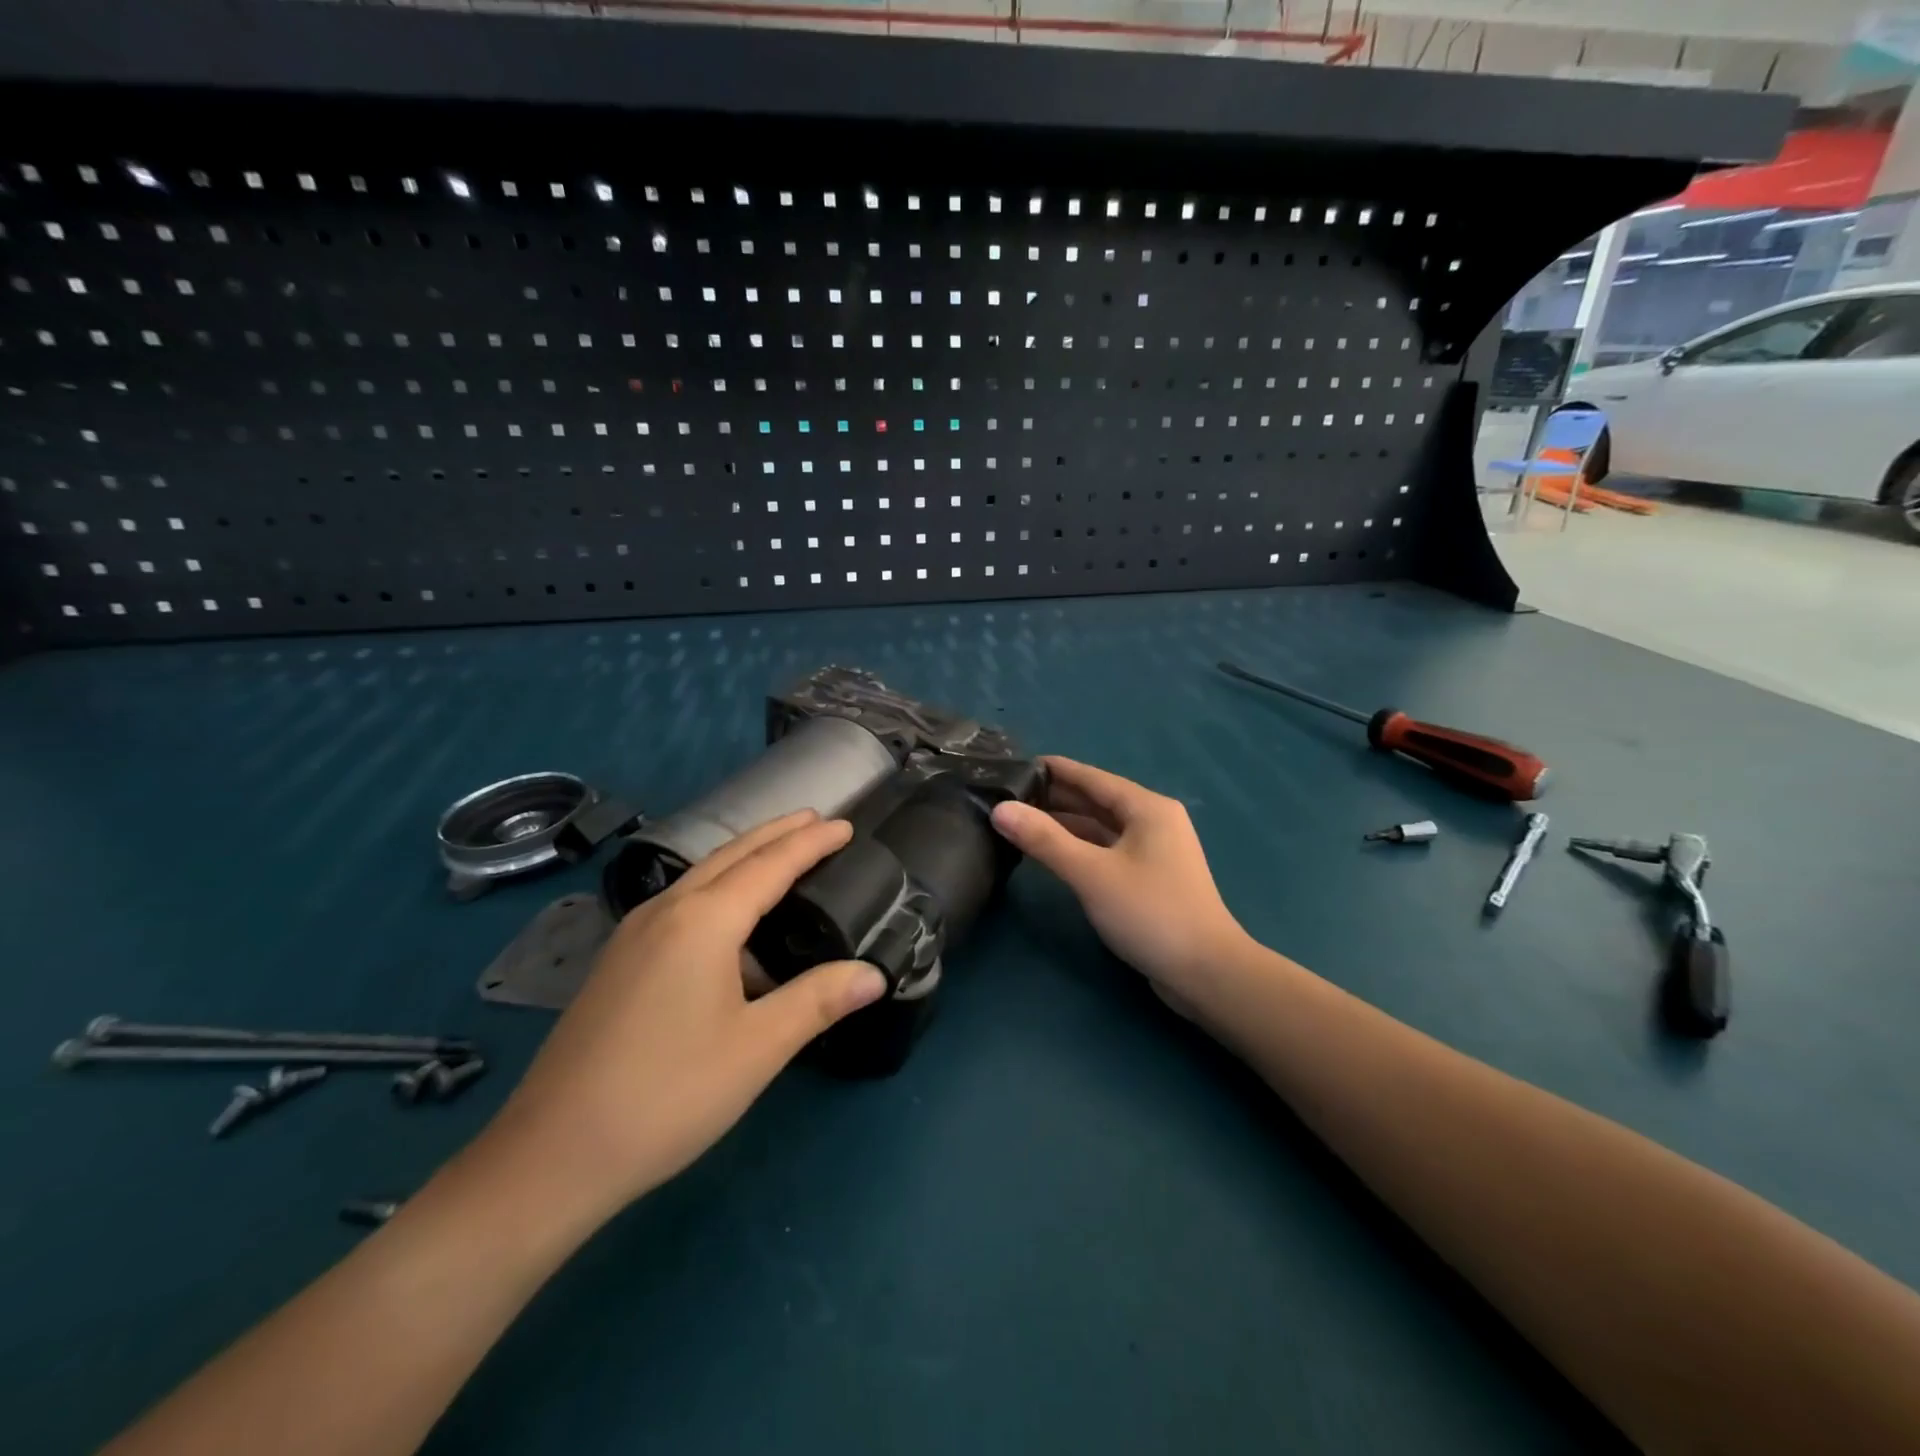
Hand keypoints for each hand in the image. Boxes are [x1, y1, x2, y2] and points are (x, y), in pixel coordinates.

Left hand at [483, 811, 887, 1218]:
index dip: (811, 843)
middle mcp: (665, 911)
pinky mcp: (618, 961)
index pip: (770, 865)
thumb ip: (818, 1001)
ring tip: (780, 855)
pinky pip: (681, 901)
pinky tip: (727, 919)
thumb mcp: (757, 1048)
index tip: (845, 825)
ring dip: (745, 857)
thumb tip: (874, 974)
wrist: (552, 1154)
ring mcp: (633, 934)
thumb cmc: (667, 1094)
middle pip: (731, 855)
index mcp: (703, 921)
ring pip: (701, 875)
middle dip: (777, 834)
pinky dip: (718, 887)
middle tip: (816, 821)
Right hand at [991, 756, 1249, 1015]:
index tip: (1014, 764)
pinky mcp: (1149, 878)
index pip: (1091, 777)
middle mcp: (1152, 821)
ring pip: (1100, 827)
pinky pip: (1106, 849)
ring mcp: (1153, 851)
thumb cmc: (1150, 913)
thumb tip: (1000, 809)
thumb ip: (1044, 840)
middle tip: (1007, 793)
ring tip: (1020, 819)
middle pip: (1096, 800)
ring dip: (1064, 823)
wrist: (1206, 972)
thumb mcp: (1091, 873)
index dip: (1053, 770)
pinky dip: (1079, 846)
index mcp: (1146, 808)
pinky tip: (1051, 851)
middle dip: (1054, 796)